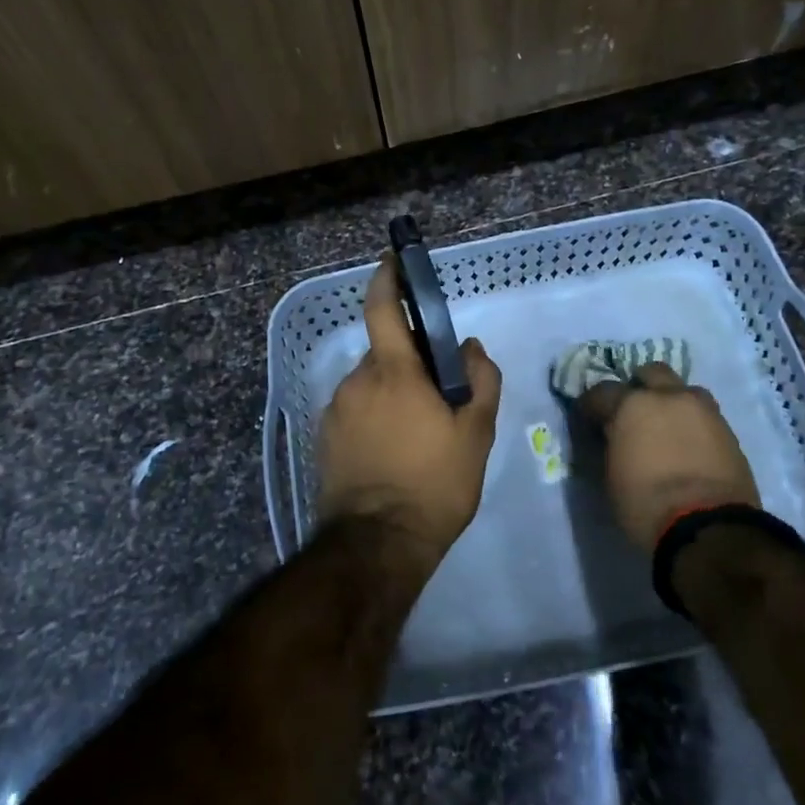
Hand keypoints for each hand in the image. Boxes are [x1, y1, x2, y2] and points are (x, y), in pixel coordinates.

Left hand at [318, 254, 502, 568]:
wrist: (377, 544)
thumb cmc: (434, 484)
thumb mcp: (475, 434)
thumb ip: (480, 380)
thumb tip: (470, 348)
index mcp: (393, 371)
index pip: (382, 308)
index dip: (387, 278)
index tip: (393, 260)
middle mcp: (356, 381)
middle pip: (385, 352)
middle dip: (408, 361)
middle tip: (437, 393)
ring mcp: (335, 410)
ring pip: (370, 385)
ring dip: (393, 394)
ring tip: (417, 433)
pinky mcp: (324, 439)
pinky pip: (356, 411)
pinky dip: (375, 417)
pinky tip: (393, 452)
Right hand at [578, 363, 759, 549]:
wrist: (709, 529)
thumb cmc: (646, 505)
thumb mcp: (610, 476)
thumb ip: (609, 444)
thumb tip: (610, 435)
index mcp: (632, 404)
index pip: (601, 392)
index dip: (591, 407)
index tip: (587, 421)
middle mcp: (668, 396)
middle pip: (650, 373)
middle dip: (639, 387)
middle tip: (632, 413)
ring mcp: (703, 410)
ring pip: (683, 390)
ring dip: (671, 401)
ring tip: (666, 427)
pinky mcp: (729, 431)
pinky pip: (704, 415)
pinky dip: (692, 423)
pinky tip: (687, 445)